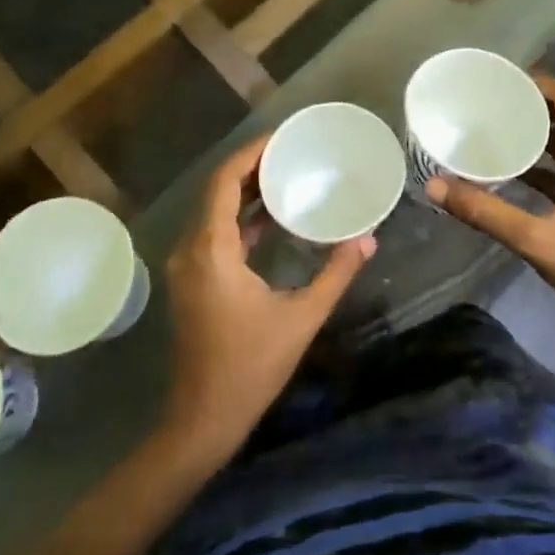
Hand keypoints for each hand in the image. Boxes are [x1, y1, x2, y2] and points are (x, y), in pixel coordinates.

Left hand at [162, 133, 373, 450]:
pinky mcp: (192, 279)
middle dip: (251, 167)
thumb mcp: (301, 318)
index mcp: (211, 250)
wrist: (203, 417)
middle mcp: (190, 248)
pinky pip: (213, 233)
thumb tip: (368, 240)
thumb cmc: (251, 367)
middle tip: (291, 152)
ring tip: (285, 175)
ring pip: (213, 211)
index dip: (251, 154)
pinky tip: (271, 217)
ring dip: (245, 192)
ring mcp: (186, 265)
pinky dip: (239, 218)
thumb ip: (335, 274)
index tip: (282, 137)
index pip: (224, 182)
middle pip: (216, 190)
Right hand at [427, 77, 554, 342]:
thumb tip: (434, 186)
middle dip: (531, 107)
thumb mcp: (536, 240)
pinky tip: (514, 169)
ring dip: (539, 134)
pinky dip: (548, 161)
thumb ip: (484, 211)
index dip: (536, 84)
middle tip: (488, 104)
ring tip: (496, 128)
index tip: (498, 82)